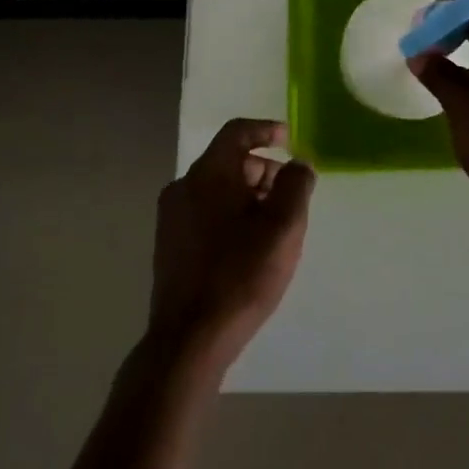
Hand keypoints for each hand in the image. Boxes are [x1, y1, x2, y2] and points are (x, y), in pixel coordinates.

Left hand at [149, 118, 314, 373]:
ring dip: (249, 196)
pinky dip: (231, 215)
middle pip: (228, 162)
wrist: (190, 339)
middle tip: (291, 195)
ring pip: (217, 190)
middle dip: (263, 171)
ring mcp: (171, 218)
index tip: (289, 139)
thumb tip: (298, 163)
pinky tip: (250, 246)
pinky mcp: (170, 246)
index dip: (266, 130)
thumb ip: (296, 185)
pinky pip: (206, 213)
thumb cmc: (241, 275)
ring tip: (276, 225)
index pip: (237, 132)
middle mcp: (183, 188)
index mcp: (207, 174)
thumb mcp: (284, 226)